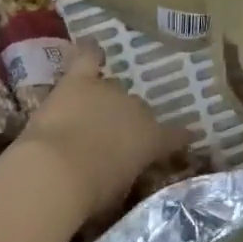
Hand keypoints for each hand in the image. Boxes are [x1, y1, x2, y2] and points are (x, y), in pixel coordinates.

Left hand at [19, 42, 177, 222]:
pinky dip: (90, 53)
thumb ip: (125, 174)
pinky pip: (89, 58)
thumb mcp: (119, 192)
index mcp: (152, 140)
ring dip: (103, 102)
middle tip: (110, 140)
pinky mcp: (78, 82)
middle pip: (137, 110)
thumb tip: (119, 170)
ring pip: (113, 89)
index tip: (186, 137)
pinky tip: (92, 46)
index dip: (178, 138)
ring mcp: (108, 91)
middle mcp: (137, 109)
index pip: (173, 137)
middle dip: (126, 123)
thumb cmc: (90, 194)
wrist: (56, 172)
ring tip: (90, 114)